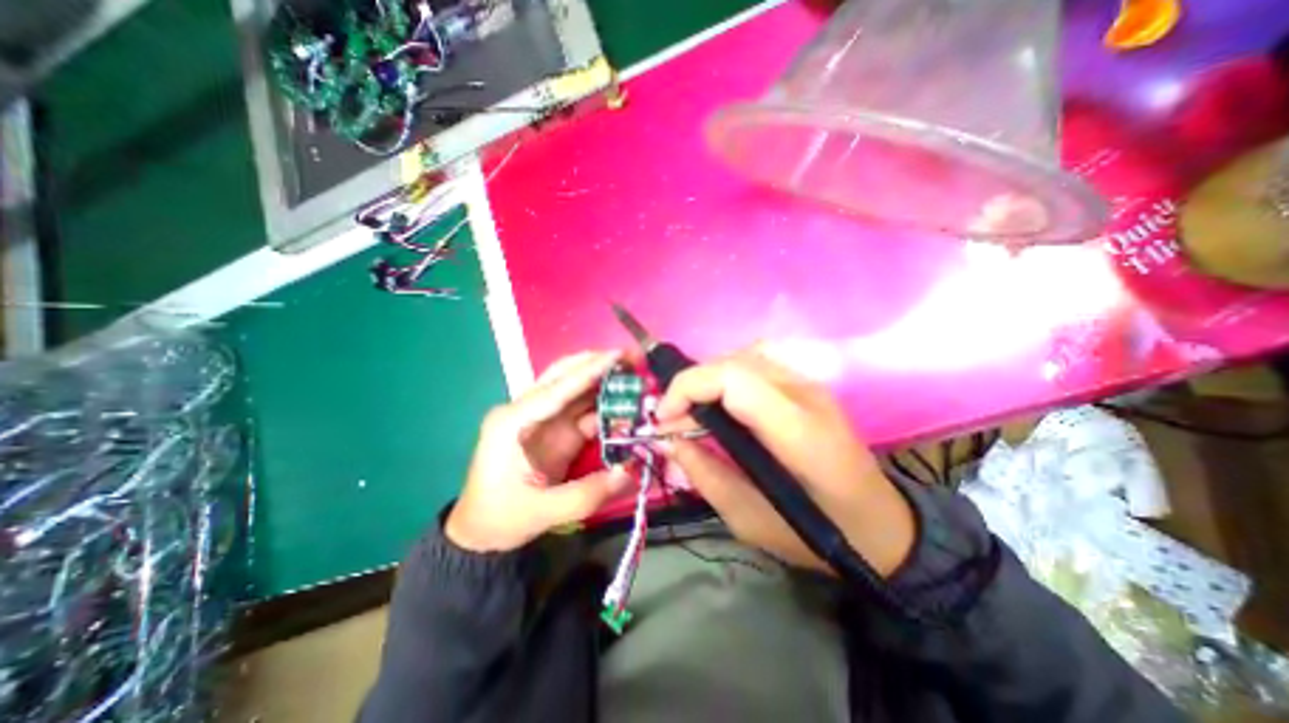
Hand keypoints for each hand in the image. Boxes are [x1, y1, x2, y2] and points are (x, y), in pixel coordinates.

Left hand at [449, 349, 631, 554]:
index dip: (589, 371)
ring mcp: (542, 419)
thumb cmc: (500, 519)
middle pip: (563, 376)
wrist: (481, 534)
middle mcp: (526, 411)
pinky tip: (626, 404)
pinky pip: (583, 411)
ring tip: (634, 373)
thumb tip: (629, 471)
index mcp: (512, 422)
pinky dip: (604, 406)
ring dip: (604, 381)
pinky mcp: (555, 431)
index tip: (618, 355)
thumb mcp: (540, 511)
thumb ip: (587, 494)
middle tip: (630, 357)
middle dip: (596, 363)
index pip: (556, 389)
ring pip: (576, 390)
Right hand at [655, 349, 914, 577]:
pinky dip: (726, 378)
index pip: (733, 379)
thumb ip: (706, 475)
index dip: (688, 388)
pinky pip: (756, 364)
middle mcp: (806, 395)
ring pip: (743, 357)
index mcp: (799, 432)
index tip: (664, 419)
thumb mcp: (751, 521)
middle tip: (672, 421)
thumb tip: (670, 441)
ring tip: (691, 413)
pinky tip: (720, 405)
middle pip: (734, 362)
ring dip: (707, 379)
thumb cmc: (818, 533)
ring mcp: (810, 385)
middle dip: (691, 385)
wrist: (882, 525)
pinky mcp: (807, 386)